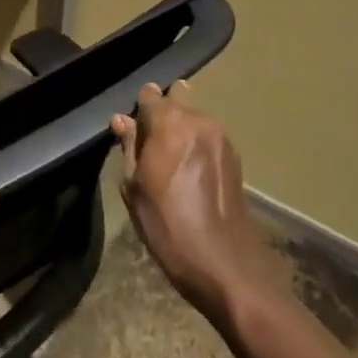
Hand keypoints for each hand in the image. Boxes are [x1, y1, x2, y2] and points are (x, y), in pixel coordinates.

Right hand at [111, 81, 265, 319]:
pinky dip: (197, 146)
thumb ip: (129, 146)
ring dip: (181, 131)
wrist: (223, 264)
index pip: (150, 94)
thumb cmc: (166, 224)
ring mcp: (222, 137)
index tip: (132, 129)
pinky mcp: (235, 157)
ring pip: (194, 120)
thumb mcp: (133, 186)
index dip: (139, 108)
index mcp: (170, 122)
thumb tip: (121, 120)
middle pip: (176, 101)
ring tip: (170, 163)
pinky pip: (208, 138)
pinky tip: (189, 174)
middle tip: (150, 147)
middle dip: (163, 116)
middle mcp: (199, 120)